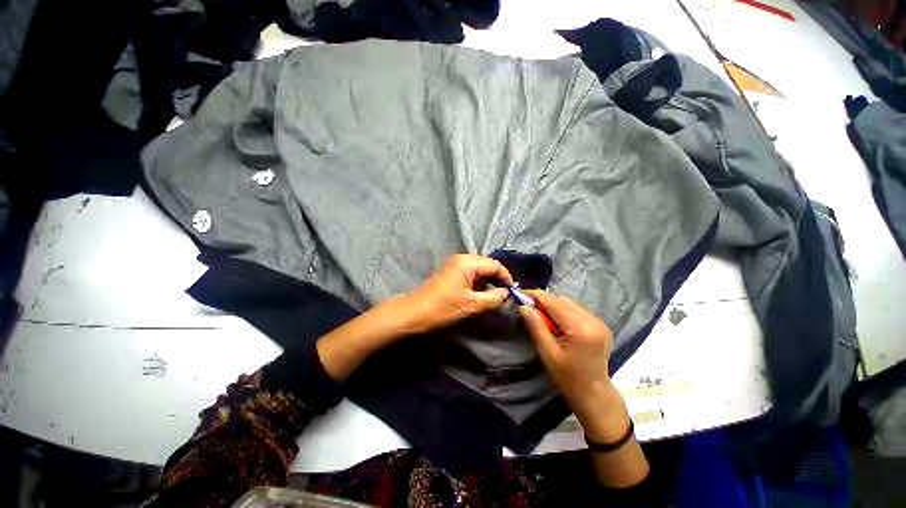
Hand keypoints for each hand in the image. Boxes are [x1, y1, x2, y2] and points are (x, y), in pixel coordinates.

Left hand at [398, 254, 513, 333]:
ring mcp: (454, 263)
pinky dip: (478, 281)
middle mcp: (462, 258)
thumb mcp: (472, 304)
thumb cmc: (444, 307)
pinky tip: (480, 293)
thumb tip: (507, 293)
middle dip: (497, 279)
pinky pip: (470, 272)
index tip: (512, 292)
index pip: (495, 265)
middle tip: (504, 294)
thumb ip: (494, 298)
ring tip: (494, 295)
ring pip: (479, 269)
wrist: (415, 311)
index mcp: (468, 262)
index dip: (506, 278)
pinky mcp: (450, 271)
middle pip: (487, 265)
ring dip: (488, 281)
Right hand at [521, 291, 648, 487]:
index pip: (553, 302)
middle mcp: (593, 320)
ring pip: (568, 304)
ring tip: (540, 319)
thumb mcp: (548, 354)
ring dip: (552, 308)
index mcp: (581, 328)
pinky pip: (575, 311)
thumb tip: (524, 306)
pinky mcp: (599, 326)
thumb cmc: (569, 380)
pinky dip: (562, 314)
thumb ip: (536, 327)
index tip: (520, 295)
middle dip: (543, 302)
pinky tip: (555, 325)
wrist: (596, 397)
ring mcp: (599, 323)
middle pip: (561, 300)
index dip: (536, 297)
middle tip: (528, 309)